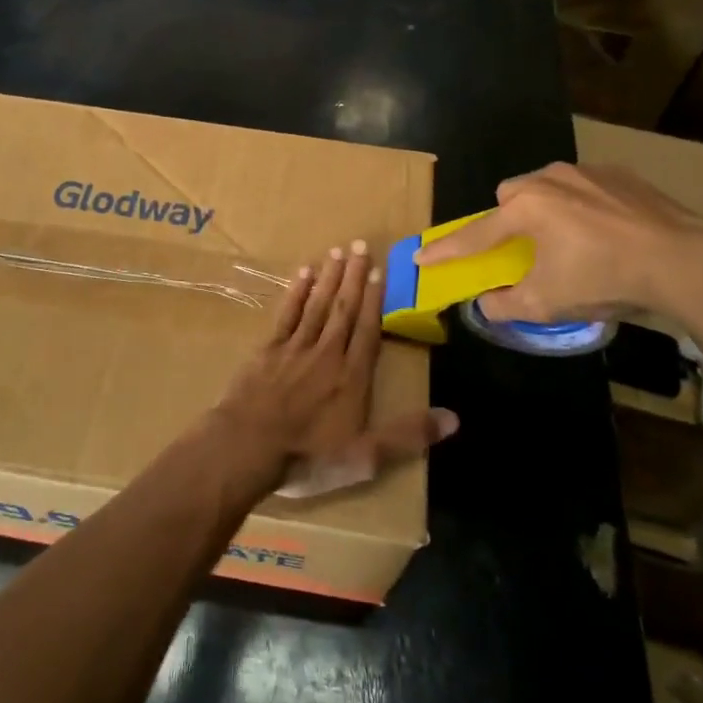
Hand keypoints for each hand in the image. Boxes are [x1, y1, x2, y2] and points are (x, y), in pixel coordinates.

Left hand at [216, 240, 458, 499]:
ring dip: (329, 277)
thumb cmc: (308, 456)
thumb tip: (454, 418)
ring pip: (317, 305)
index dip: (376, 301)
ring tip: (338, 251)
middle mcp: (327, 353)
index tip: (380, 272)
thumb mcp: (366, 457)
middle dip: (355, 277)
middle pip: (344, 309)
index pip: (369, 331)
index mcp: (352, 376)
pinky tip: (303, 273)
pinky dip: (296, 292)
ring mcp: (295, 348)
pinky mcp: (267, 350)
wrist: (247, 447)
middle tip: (362, 244)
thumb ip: (408, 435)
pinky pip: (286, 314)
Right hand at [414, 163, 702, 324]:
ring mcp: (587, 172)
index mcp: (525, 209)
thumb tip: (486, 304)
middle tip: (522, 248)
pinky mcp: (621, 174)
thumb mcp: (548, 303)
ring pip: (548, 185)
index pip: (474, 234)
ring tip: (569, 240)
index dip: (446, 249)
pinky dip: (583, 206)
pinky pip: (585, 186)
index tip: (421, 256)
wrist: (684, 259)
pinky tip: (605, 232)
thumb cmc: (604, 279)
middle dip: (507, 218)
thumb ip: (506, 304)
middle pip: (510, 195)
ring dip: (546, 209)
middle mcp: (549, 180)